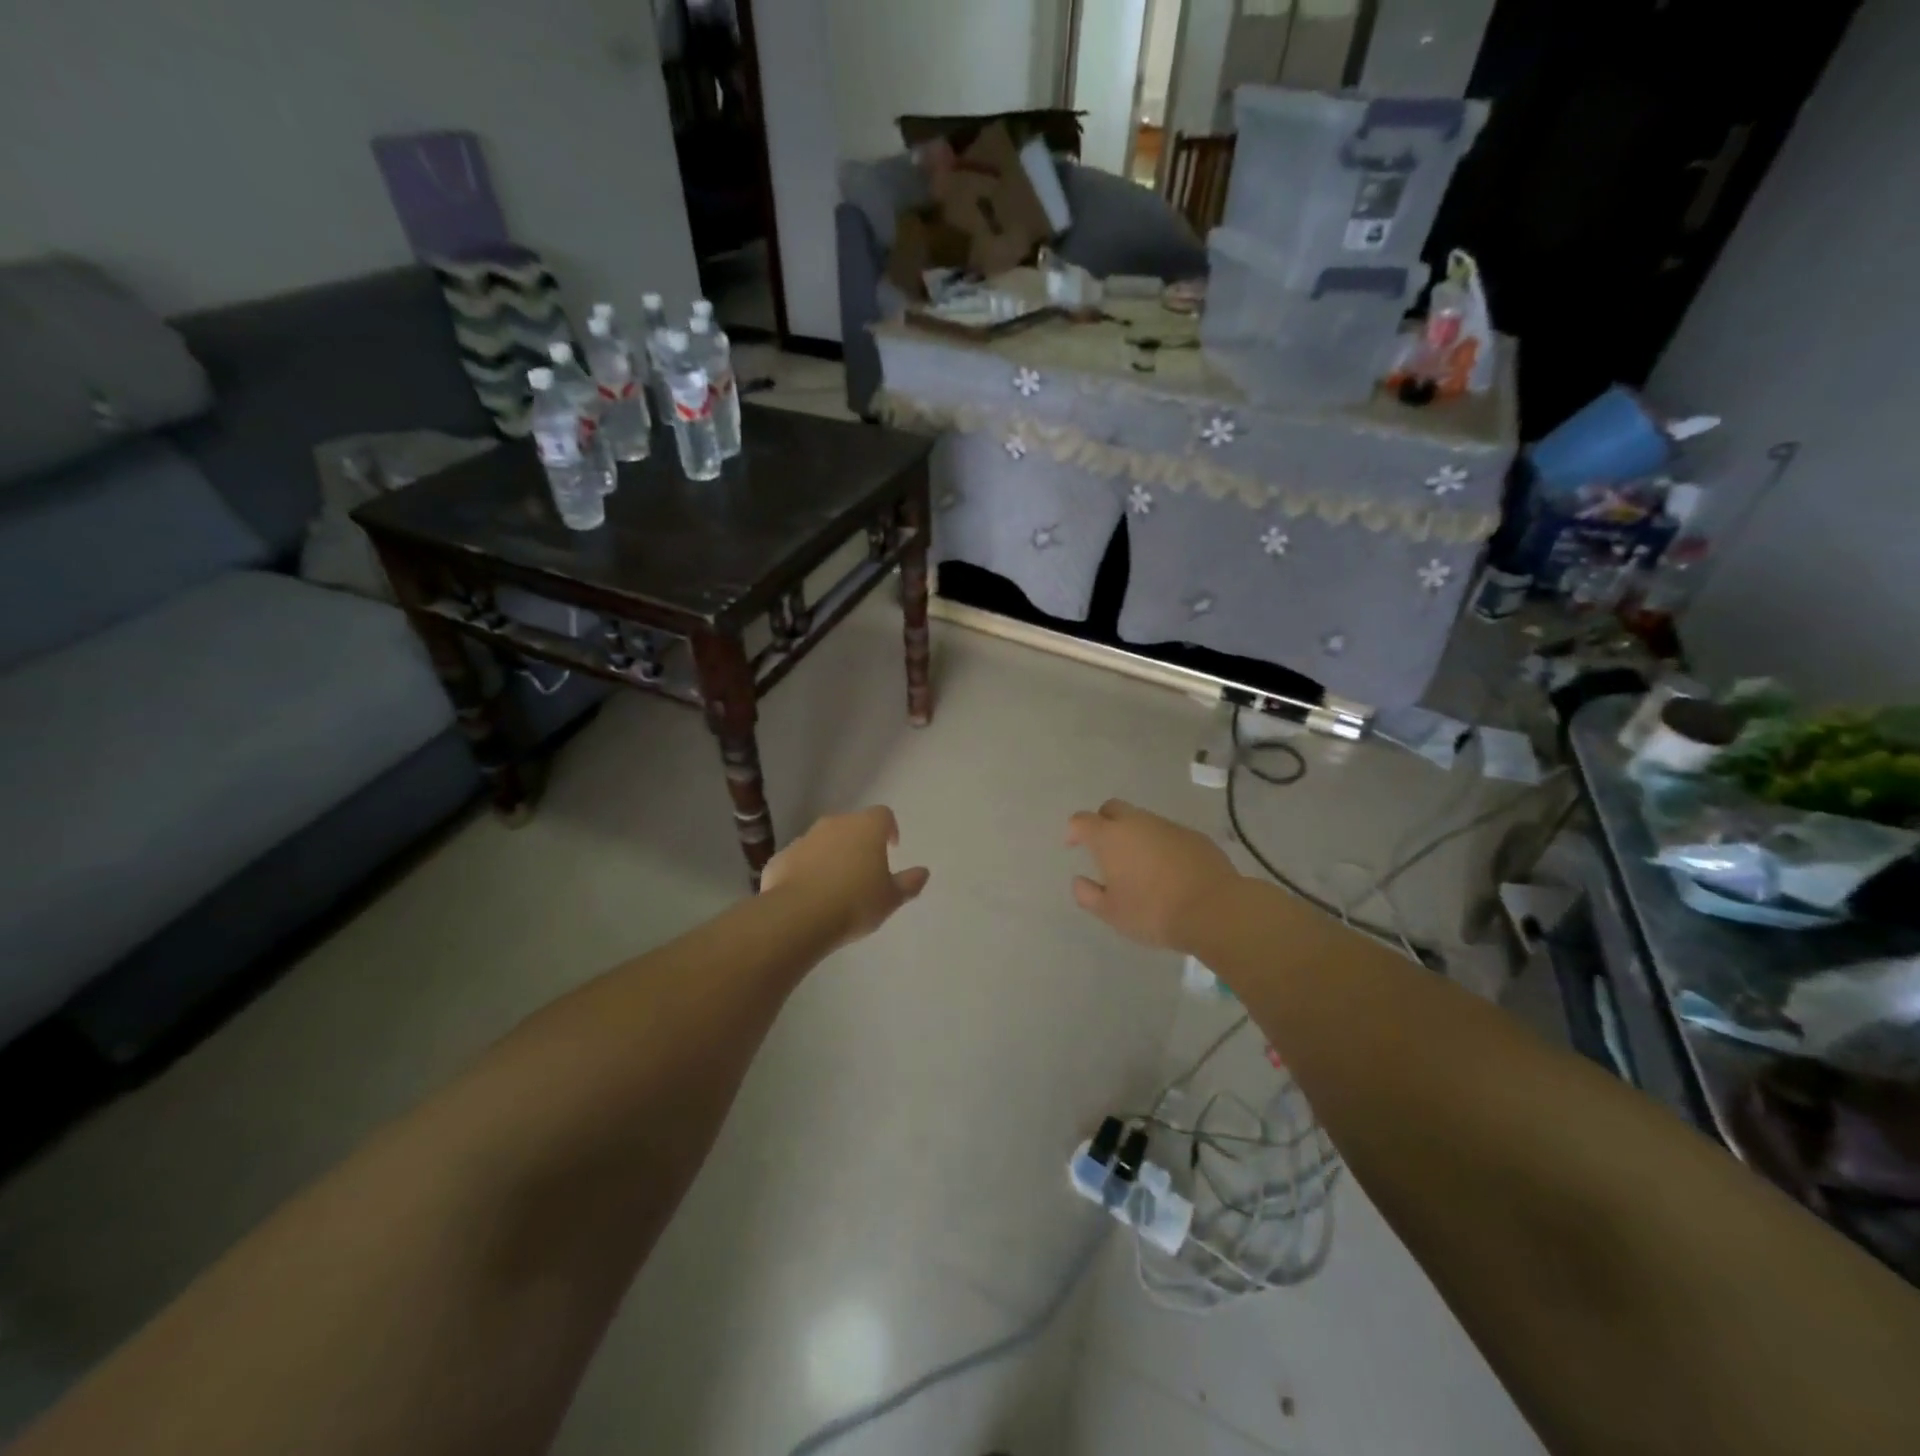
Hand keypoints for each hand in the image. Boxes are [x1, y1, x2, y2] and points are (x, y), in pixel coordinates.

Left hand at [760, 806, 929, 947]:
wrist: (798, 916)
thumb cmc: (855, 902)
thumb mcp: (890, 898)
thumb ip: (908, 883)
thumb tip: (923, 872)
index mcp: (866, 827)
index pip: (883, 815)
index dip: (889, 829)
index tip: (891, 847)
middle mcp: (834, 824)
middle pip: (851, 825)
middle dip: (859, 842)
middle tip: (865, 869)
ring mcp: (804, 839)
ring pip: (823, 841)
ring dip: (831, 855)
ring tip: (836, 885)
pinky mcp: (781, 858)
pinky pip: (800, 860)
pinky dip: (806, 871)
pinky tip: (810, 896)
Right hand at [1065, 799, 1239, 951]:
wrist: (1214, 909)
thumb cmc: (1153, 911)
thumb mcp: (1111, 912)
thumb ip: (1088, 894)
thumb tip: (1079, 881)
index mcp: (1110, 837)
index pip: (1082, 820)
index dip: (1074, 831)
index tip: (1073, 845)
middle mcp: (1137, 823)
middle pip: (1112, 809)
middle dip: (1103, 822)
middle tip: (1104, 849)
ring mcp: (1168, 826)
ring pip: (1142, 820)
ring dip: (1134, 834)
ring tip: (1138, 863)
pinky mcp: (1194, 835)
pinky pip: (1167, 833)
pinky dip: (1160, 844)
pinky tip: (1167, 869)